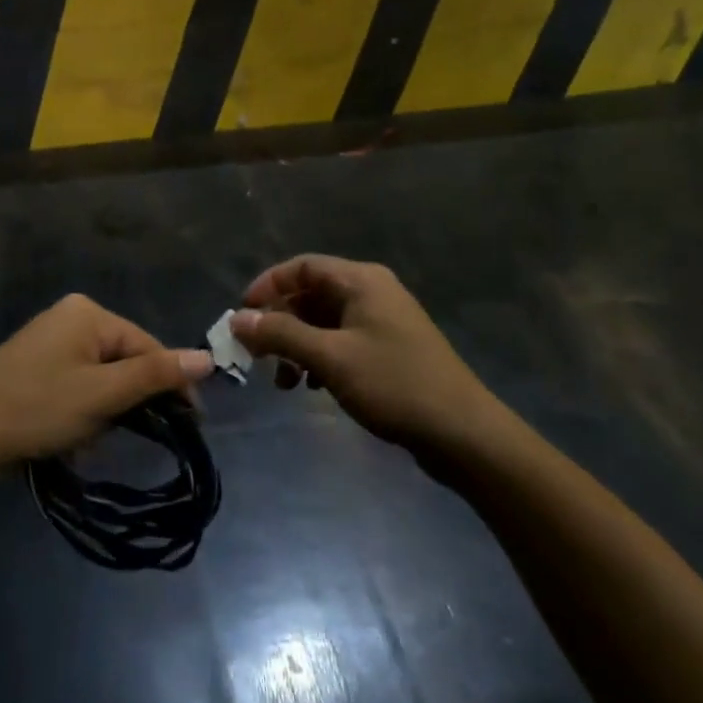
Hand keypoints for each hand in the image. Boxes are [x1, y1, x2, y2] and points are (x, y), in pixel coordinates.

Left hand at [0, 294, 213, 472]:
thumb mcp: (102, 394)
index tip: (191, 424)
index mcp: (88, 312)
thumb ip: (155, 375)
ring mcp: (50, 339)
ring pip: (102, 376)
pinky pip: (78, 383)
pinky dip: (83, 410)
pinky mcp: (35, 364)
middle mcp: (70, 316)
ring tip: (87, 439)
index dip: (171, 384)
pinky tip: (69, 436)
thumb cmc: (37, 408)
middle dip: (128, 402)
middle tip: (121, 435)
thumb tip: (207, 357)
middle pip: (124, 359)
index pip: (147, 345)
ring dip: (104, 411)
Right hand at [230, 255, 506, 461]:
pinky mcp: (390, 349)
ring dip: (297, 345)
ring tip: (283, 381)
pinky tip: (312, 388)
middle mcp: (372, 292)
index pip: (302, 267)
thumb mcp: (330, 357)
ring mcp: (383, 321)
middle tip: (256, 353)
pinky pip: (342, 341)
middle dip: (280, 322)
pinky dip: (320, 358)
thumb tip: (237, 318)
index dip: (268, 285)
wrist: (464, 434)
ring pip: (324, 322)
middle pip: (311, 294)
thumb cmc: (394, 384)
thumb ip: (281, 334)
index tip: (242, 314)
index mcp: (361, 281)